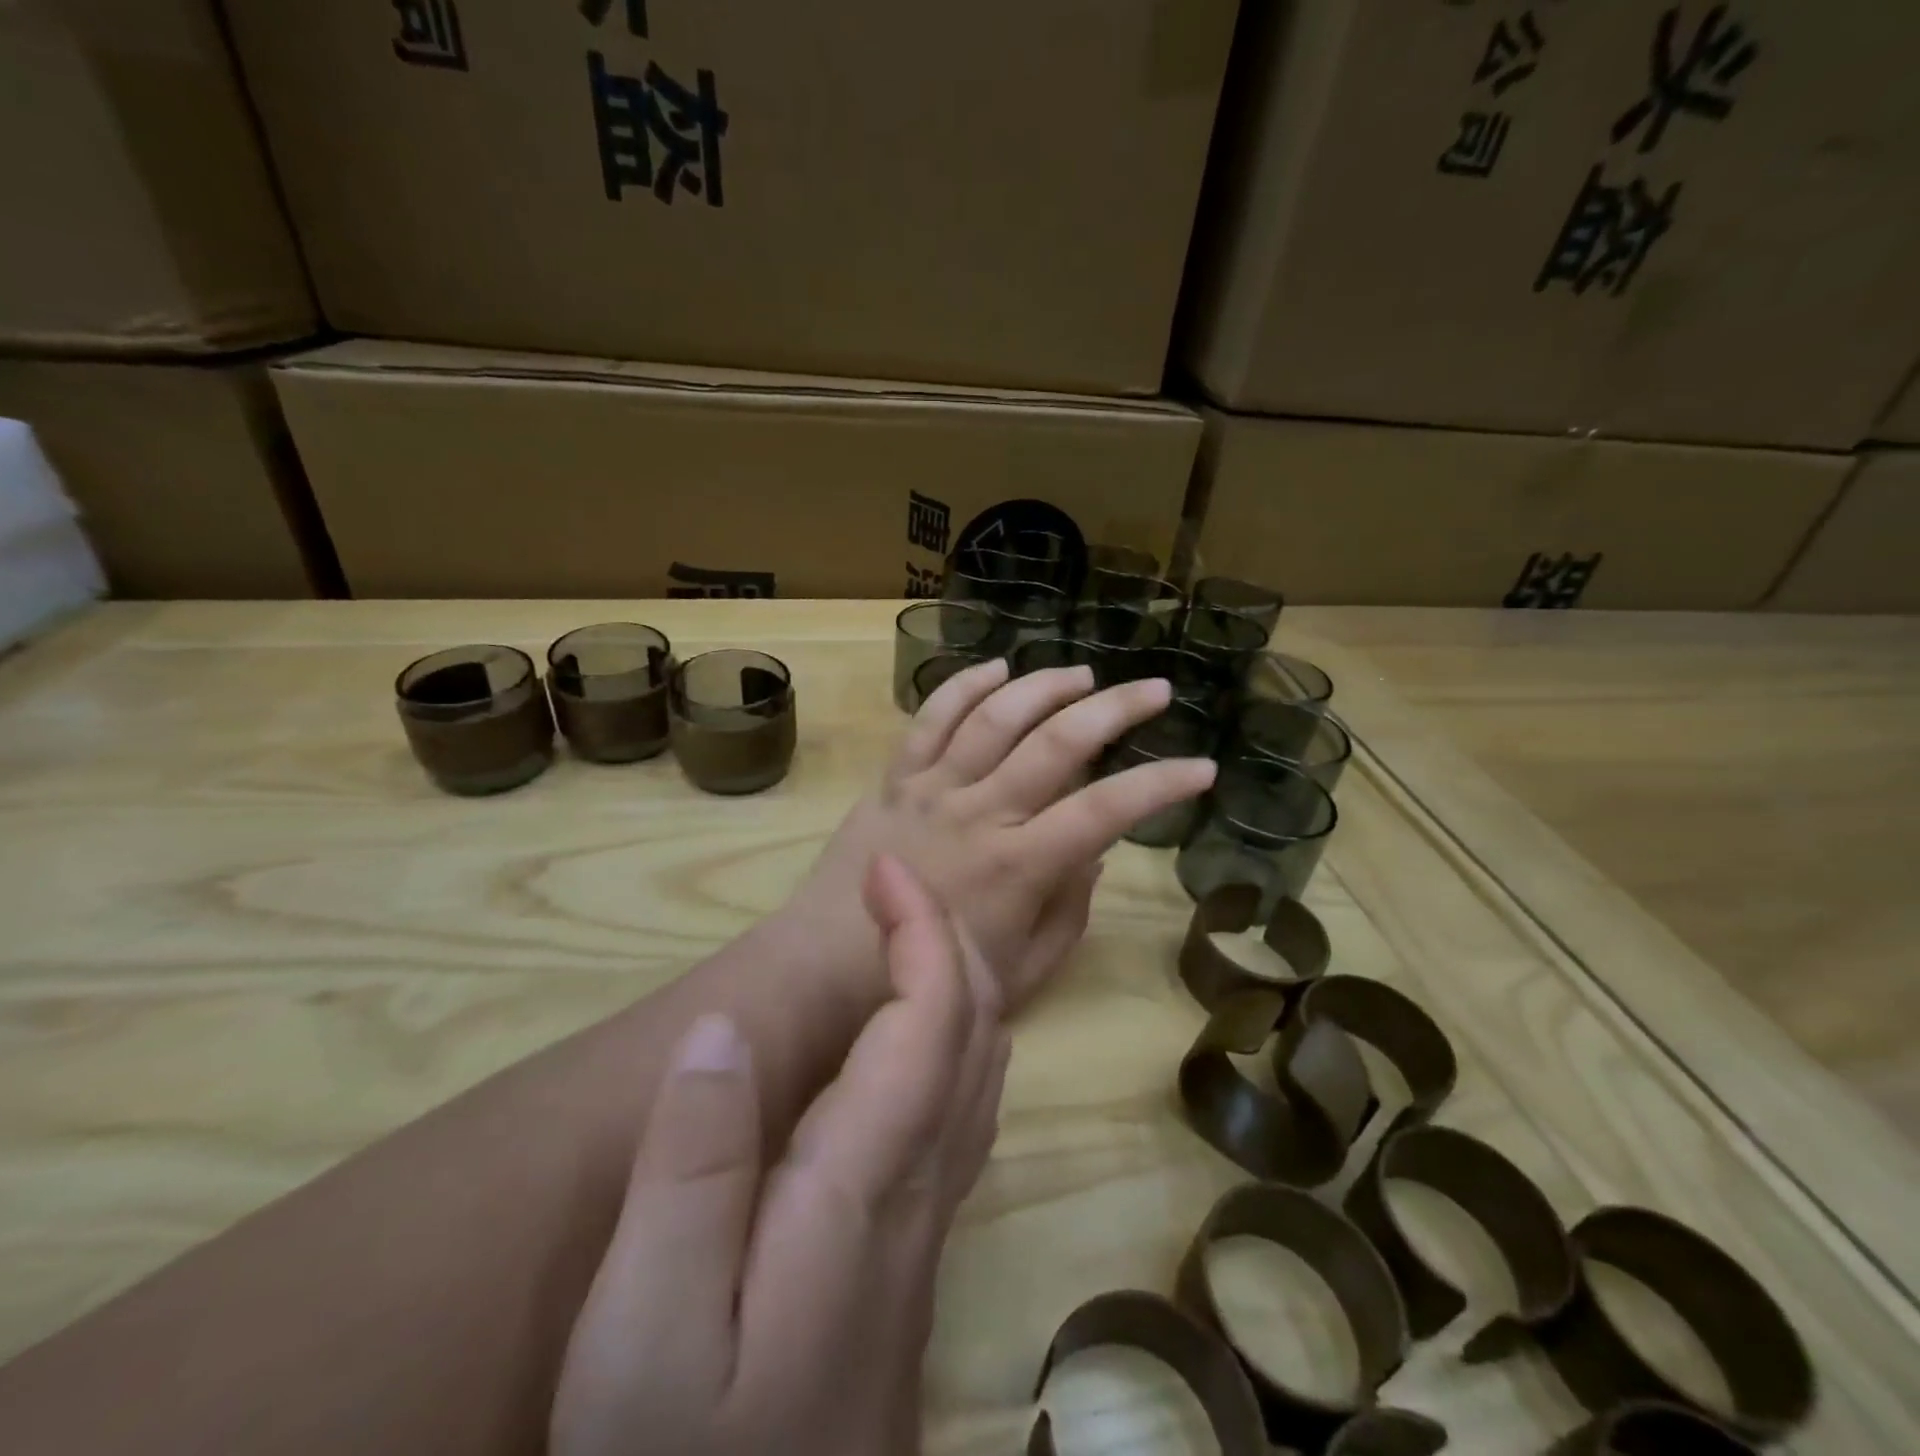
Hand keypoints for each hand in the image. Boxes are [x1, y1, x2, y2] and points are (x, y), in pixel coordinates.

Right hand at [551, 855, 1007, 1455]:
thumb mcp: (647, 1329)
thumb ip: (689, 1168)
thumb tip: (722, 1030)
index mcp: (865, 1180)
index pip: (933, 1015)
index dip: (921, 927)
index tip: (885, 868)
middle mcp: (921, 1184)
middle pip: (977, 1028)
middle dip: (947, 936)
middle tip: (892, 887)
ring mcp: (928, 1219)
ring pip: (982, 1067)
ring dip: (958, 980)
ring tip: (905, 937)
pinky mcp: (913, 1249)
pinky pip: (964, 1109)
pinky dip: (954, 1037)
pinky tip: (910, 1039)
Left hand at [792, 660, 1216, 1012]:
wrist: (828, 967)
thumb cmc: (932, 978)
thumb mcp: (1023, 969)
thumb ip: (1068, 909)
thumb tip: (1093, 852)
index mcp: (1020, 865)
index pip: (1106, 811)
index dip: (1160, 785)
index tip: (1202, 767)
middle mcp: (981, 812)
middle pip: (1057, 743)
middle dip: (1115, 710)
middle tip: (1155, 690)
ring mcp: (933, 788)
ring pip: (996, 717)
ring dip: (1045, 687)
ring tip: (1082, 675)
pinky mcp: (895, 778)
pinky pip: (931, 719)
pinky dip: (964, 688)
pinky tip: (998, 669)